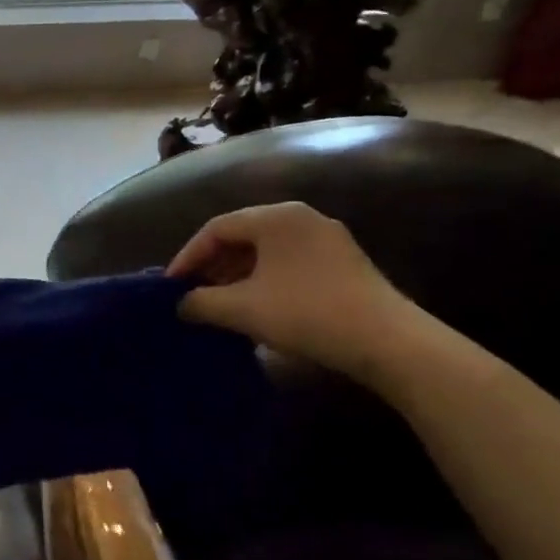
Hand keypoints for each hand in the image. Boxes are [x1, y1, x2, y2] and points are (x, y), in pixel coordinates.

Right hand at [166, 203, 421, 382]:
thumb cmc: (306, 314)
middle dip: (213, 266)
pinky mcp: (344, 263)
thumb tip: (182, 304)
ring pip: (267, 251)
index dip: (188, 257)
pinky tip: (257, 308)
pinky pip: (290, 263)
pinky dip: (264, 280)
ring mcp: (327, 239)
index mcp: (275, 217)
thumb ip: (202, 302)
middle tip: (193, 295)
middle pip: (242, 236)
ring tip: (220, 305)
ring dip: (238, 276)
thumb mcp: (243, 309)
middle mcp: (302, 218)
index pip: (217, 228)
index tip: (171, 286)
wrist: (388, 342)